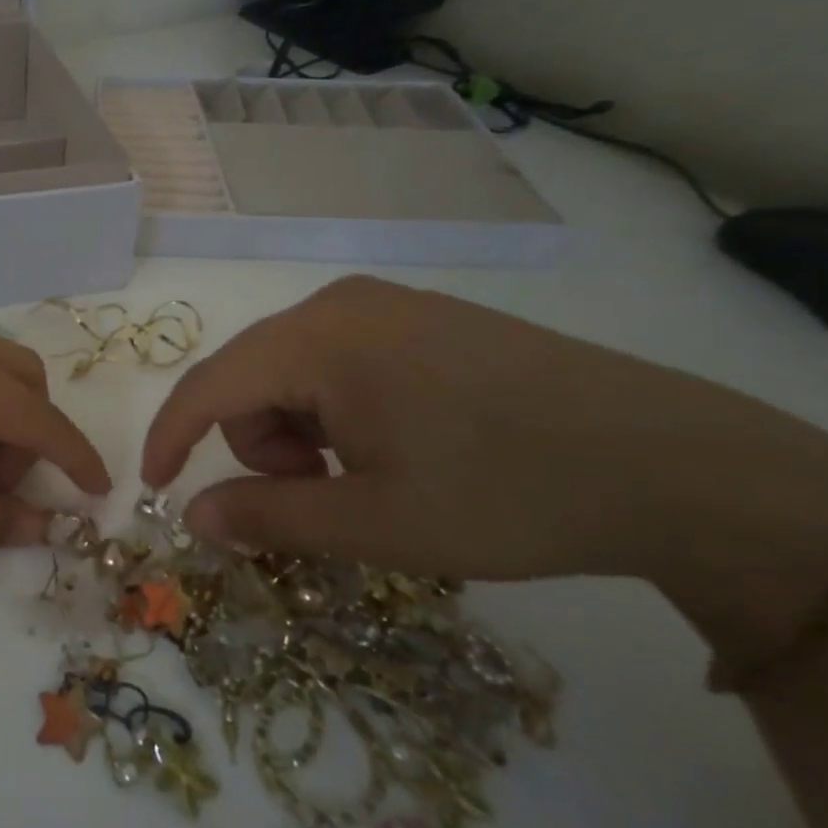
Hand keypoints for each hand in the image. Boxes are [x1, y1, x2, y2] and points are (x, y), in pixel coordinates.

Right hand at [143, 278, 827, 648]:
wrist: (672, 462)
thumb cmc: (505, 493)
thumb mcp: (373, 523)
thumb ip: (266, 517)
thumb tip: (190, 516)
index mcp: (318, 339)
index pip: (208, 386)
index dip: (170, 439)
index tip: (155, 491)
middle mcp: (338, 304)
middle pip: (249, 379)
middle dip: (260, 447)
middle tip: (321, 500)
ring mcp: (384, 305)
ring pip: (291, 372)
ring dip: (299, 433)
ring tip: (365, 478)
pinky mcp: (419, 319)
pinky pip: (336, 361)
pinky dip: (334, 412)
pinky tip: (392, 444)